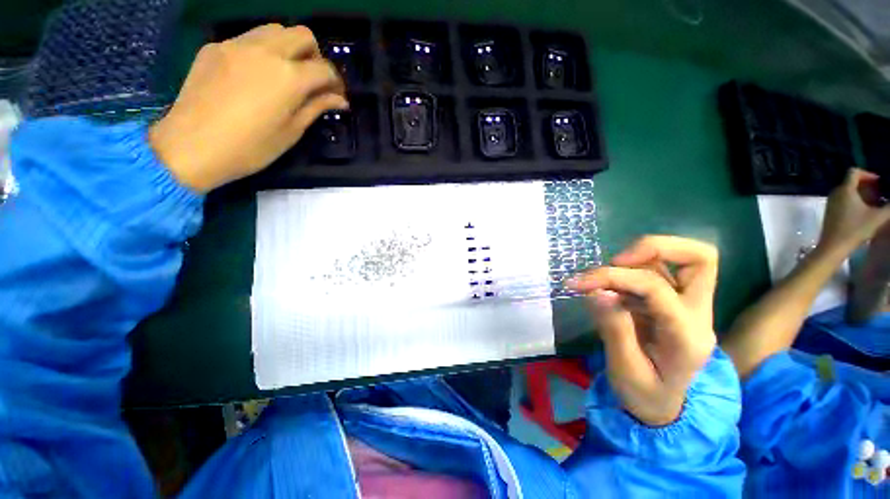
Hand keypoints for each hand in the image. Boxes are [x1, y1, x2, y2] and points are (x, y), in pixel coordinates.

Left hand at [149, 24, 347, 192]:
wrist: (192, 146)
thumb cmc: (251, 147)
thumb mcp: (292, 131)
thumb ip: (316, 107)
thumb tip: (339, 99)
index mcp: (289, 76)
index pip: (325, 69)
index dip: (336, 82)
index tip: (336, 96)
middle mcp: (266, 51)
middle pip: (303, 35)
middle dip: (315, 56)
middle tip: (313, 80)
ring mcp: (237, 44)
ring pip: (274, 30)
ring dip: (288, 47)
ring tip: (285, 73)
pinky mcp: (215, 47)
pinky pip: (247, 39)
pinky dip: (261, 51)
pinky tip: (255, 75)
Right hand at [570, 236, 718, 425]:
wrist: (662, 406)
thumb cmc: (644, 394)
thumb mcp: (625, 370)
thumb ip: (614, 328)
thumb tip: (597, 292)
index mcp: (688, 337)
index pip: (656, 288)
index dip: (614, 277)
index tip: (579, 283)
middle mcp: (697, 314)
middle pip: (699, 258)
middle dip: (651, 248)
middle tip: (614, 261)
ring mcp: (688, 305)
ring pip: (677, 259)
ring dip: (636, 258)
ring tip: (603, 276)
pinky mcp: (673, 301)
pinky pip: (657, 270)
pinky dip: (630, 269)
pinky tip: (609, 285)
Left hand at [818, 168, 889, 256]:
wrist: (834, 246)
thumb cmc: (856, 229)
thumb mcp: (878, 217)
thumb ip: (889, 206)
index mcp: (845, 190)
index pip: (854, 172)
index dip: (867, 174)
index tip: (879, 182)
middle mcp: (835, 193)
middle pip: (851, 181)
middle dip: (866, 185)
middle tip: (878, 193)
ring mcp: (830, 202)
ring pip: (847, 191)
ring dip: (860, 193)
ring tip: (873, 203)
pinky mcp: (829, 211)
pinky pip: (842, 200)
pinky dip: (853, 201)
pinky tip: (863, 211)